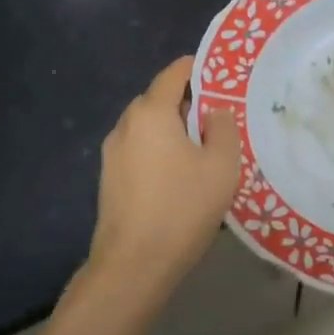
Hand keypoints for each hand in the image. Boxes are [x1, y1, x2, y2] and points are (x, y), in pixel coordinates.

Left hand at [85, 57, 241, 297]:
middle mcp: (126, 124)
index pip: (174, 72)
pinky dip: (159, 151)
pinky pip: (139, 150)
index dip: (199, 68)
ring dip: (173, 130)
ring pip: (148, 127)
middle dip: (188, 103)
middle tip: (219, 120)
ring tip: (201, 151)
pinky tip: (178, 177)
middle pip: (159, 99)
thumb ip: (223, 128)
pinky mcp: (109, 178)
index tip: (223, 78)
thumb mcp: (221, 166)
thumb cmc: (182, 208)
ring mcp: (112, 153)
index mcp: (151, 112)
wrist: (133, 265)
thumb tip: (215, 111)